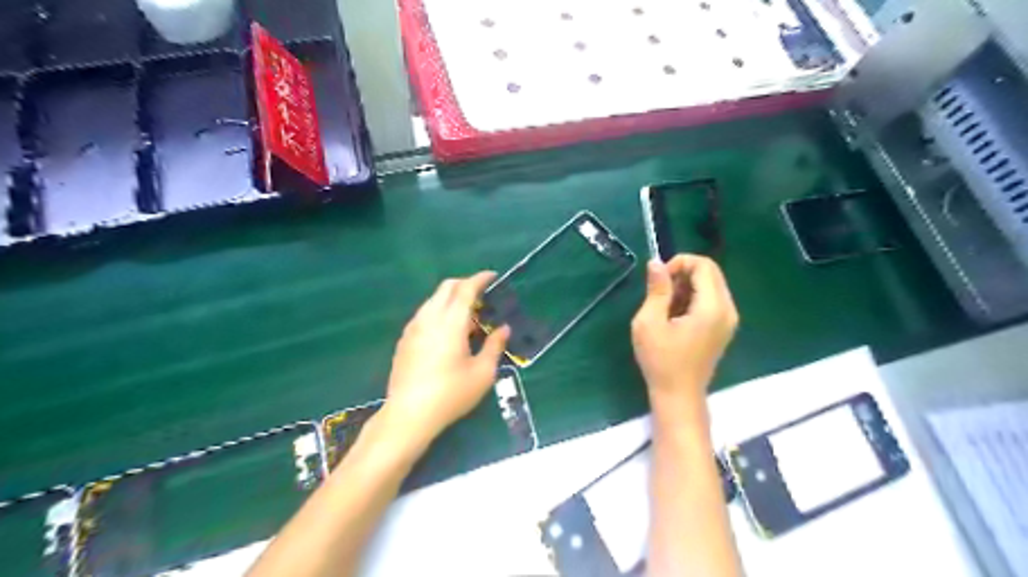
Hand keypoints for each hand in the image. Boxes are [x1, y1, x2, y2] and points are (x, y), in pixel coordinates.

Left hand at [381, 270, 508, 444]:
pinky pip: (424, 314)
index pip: (465, 289)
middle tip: (482, 296)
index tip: (493, 276)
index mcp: (450, 322)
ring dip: (451, 299)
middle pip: (446, 288)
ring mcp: (413, 328)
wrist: (409, 415)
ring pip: (433, 300)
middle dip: (465, 284)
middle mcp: (429, 318)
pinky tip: (448, 333)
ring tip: (468, 318)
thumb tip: (504, 328)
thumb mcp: (482, 373)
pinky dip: (439, 311)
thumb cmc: (451, 394)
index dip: (480, 279)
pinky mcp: (404, 340)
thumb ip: (495, 346)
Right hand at [631, 255, 735, 410]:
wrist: (678, 395)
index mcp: (712, 307)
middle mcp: (728, 309)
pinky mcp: (723, 328)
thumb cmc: (661, 360)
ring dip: (687, 286)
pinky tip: (675, 316)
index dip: (679, 263)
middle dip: (683, 273)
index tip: (658, 279)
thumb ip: (656, 290)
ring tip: (665, 306)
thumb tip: (656, 263)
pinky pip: (711, 300)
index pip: (704, 265)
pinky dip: (693, 298)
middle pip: (710, 272)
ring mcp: (728, 320)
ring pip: (711, 285)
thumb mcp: (649, 323)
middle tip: (660, 292)